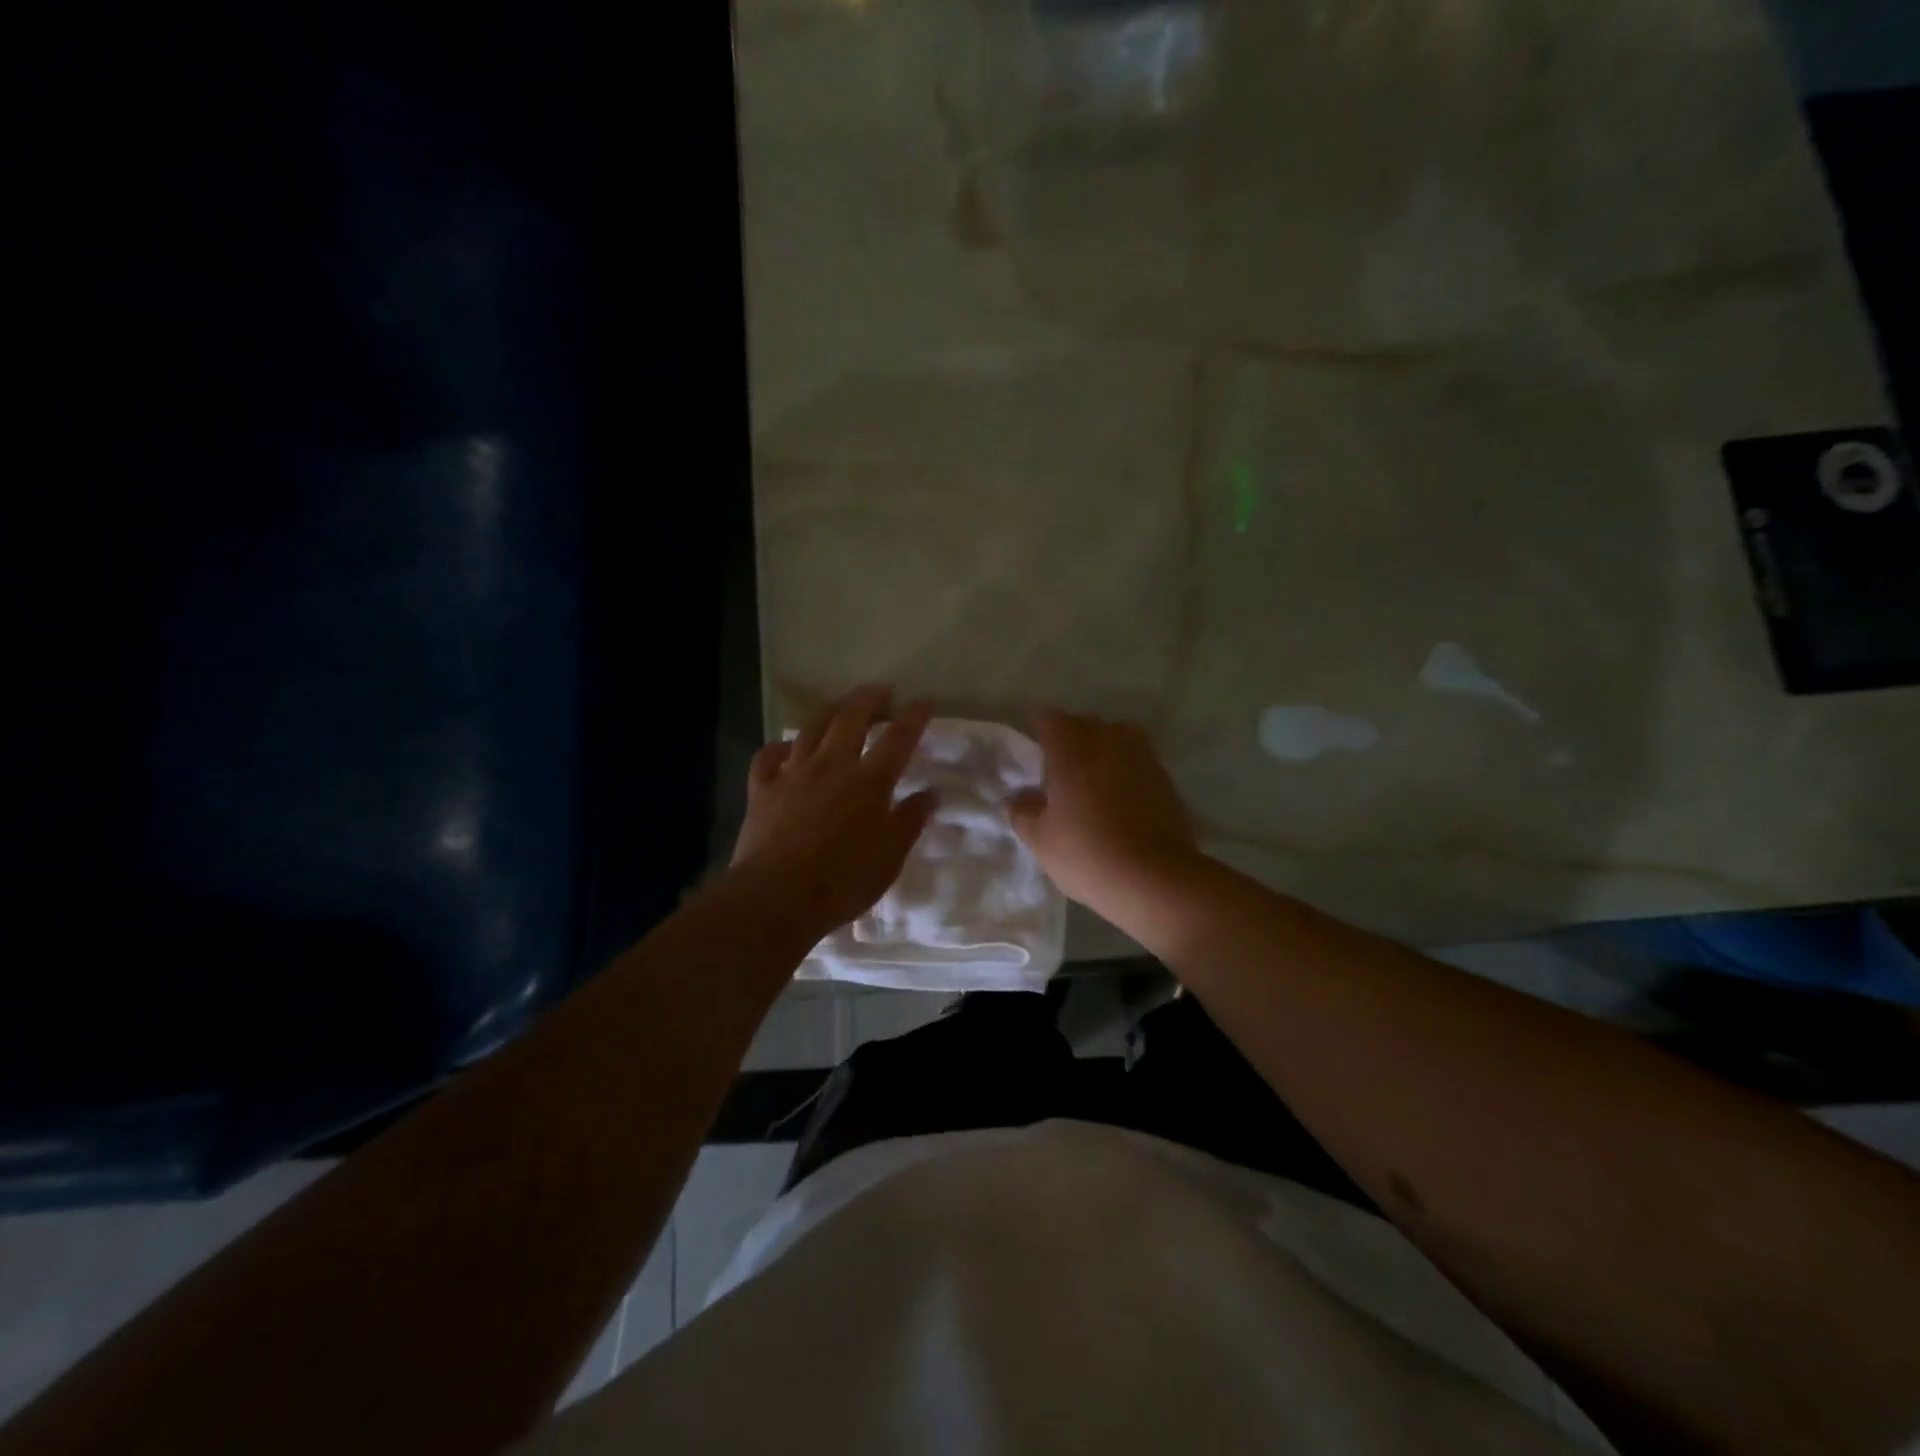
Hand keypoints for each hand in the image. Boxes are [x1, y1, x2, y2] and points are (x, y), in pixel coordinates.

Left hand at [729, 687, 937, 942]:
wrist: (776, 898)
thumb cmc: (843, 881)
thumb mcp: (890, 857)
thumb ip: (911, 820)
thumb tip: (932, 793)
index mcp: (869, 781)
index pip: (899, 738)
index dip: (914, 716)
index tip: (925, 701)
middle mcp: (832, 765)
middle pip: (851, 718)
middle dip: (869, 699)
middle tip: (881, 691)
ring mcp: (792, 773)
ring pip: (811, 727)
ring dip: (829, 710)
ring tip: (840, 705)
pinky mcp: (762, 789)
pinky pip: (769, 756)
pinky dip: (779, 747)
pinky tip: (785, 748)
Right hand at [1009, 711, 1199, 922]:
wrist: (1156, 878)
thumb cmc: (1088, 854)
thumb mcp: (1041, 840)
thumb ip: (1023, 812)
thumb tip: (1018, 798)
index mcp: (1071, 752)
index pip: (1051, 720)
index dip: (1040, 727)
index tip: (1034, 743)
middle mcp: (1107, 743)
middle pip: (1085, 722)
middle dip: (1071, 734)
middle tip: (1059, 761)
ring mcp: (1141, 757)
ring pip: (1117, 734)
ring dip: (1102, 744)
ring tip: (1093, 771)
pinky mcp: (1164, 777)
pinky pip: (1138, 757)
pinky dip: (1125, 765)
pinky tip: (1119, 791)